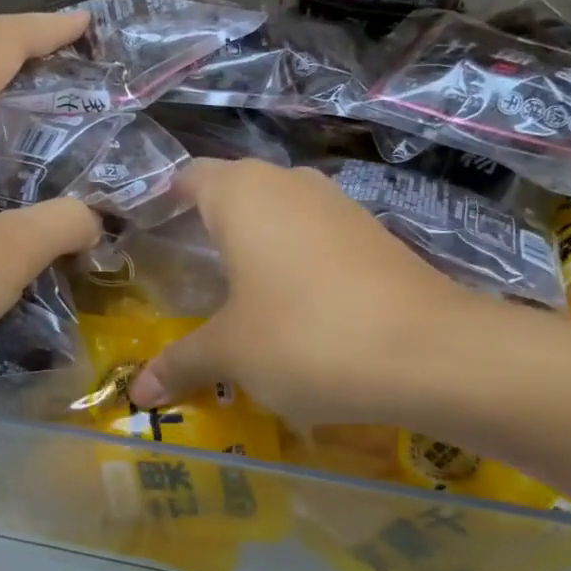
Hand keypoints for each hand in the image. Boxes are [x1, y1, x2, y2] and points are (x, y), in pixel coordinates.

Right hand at [127, 159, 516, 428]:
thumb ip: (180, 363)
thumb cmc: (305, 336)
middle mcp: (290, 184)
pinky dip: (297, 263)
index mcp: (242, 193)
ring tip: (236, 294)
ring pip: (280, 214)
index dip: (165, 201)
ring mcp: (339, 206)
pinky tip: (296, 307)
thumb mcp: (231, 354)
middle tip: (184, 273)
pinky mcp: (375, 235)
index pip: (189, 177)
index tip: (147, 235)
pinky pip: (317, 238)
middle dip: (209, 227)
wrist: (433, 353)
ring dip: (257, 245)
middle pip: (235, 192)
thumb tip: (137, 392)